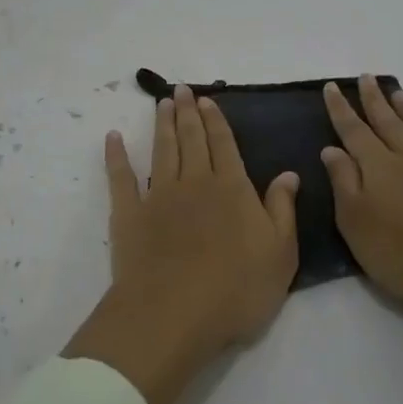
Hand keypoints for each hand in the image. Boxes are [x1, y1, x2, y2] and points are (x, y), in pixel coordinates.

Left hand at [65, 84, 299, 403]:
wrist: (174, 314)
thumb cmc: (236, 289)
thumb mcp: (280, 254)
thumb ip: (283, 209)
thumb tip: (289, 173)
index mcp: (231, 188)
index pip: (224, 144)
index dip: (215, 120)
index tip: (206, 99)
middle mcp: (195, 182)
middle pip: (191, 138)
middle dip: (187, 112)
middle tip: (180, 89)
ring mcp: (158, 195)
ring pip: (162, 150)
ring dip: (162, 124)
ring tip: (161, 103)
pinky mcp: (129, 214)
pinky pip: (121, 177)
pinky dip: (116, 156)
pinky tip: (113, 138)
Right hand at [323, 77, 402, 403]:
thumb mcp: (357, 225)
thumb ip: (344, 183)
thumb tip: (332, 149)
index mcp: (382, 169)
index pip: (355, 132)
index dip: (341, 109)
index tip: (332, 85)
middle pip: (391, 125)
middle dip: (375, 101)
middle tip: (366, 78)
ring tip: (401, 94)